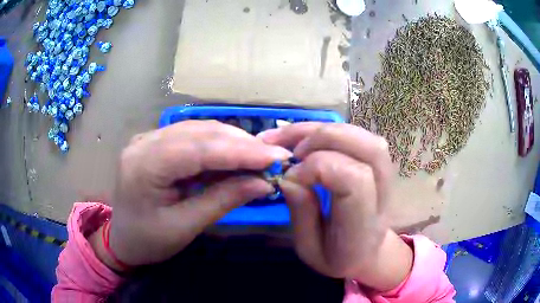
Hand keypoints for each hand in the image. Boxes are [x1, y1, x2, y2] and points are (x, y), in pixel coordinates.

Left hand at [98, 120, 290, 267]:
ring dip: (232, 142)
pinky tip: (235, 156)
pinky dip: (218, 146)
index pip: (199, 149)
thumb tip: (263, 183)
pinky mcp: (156, 142)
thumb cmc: (148, 241)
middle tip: (274, 157)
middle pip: (200, 132)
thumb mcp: (185, 226)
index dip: (241, 151)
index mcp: (144, 165)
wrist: (122, 239)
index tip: (277, 156)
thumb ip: (223, 200)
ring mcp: (149, 138)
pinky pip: (192, 136)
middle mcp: (144, 142)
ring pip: (199, 130)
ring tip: (259, 157)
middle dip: (241, 144)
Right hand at [259, 122, 412, 290]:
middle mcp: (383, 196)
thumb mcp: (309, 249)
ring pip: (366, 137)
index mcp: (364, 226)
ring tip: (292, 138)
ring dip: (326, 129)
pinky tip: (305, 136)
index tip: (289, 177)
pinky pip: (359, 137)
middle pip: (369, 148)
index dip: (318, 167)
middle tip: (293, 151)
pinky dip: (330, 130)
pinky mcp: (380, 166)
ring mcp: (387, 178)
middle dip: (325, 138)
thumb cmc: (337, 257)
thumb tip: (288, 175)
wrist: (368, 254)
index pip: (355, 179)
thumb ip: (301, 213)